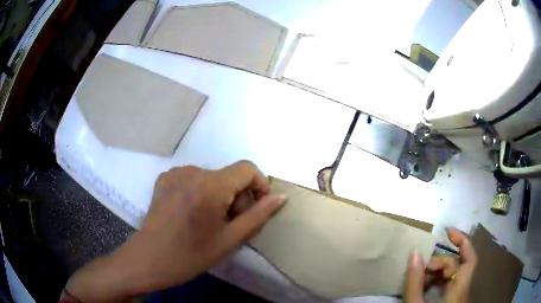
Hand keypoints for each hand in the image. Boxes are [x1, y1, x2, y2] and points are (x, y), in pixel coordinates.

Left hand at [65, 161, 285, 301]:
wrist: (148, 260)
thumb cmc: (190, 255)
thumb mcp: (229, 239)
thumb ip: (258, 216)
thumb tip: (281, 197)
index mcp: (210, 185)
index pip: (248, 168)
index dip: (259, 185)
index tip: (256, 208)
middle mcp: (192, 171)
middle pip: (229, 176)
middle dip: (237, 197)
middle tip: (229, 225)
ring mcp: (175, 173)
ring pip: (212, 178)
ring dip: (219, 196)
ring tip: (209, 222)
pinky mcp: (164, 178)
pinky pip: (194, 179)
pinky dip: (201, 193)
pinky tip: (191, 214)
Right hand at [404, 228, 477, 302]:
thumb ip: (415, 282)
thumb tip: (415, 254)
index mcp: (458, 290)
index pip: (469, 259)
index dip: (462, 241)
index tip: (447, 231)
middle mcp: (462, 290)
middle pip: (457, 266)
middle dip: (439, 262)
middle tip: (420, 266)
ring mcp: (457, 296)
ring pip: (451, 275)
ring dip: (436, 272)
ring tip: (419, 277)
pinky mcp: (451, 300)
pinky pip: (447, 284)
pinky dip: (436, 281)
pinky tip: (423, 285)